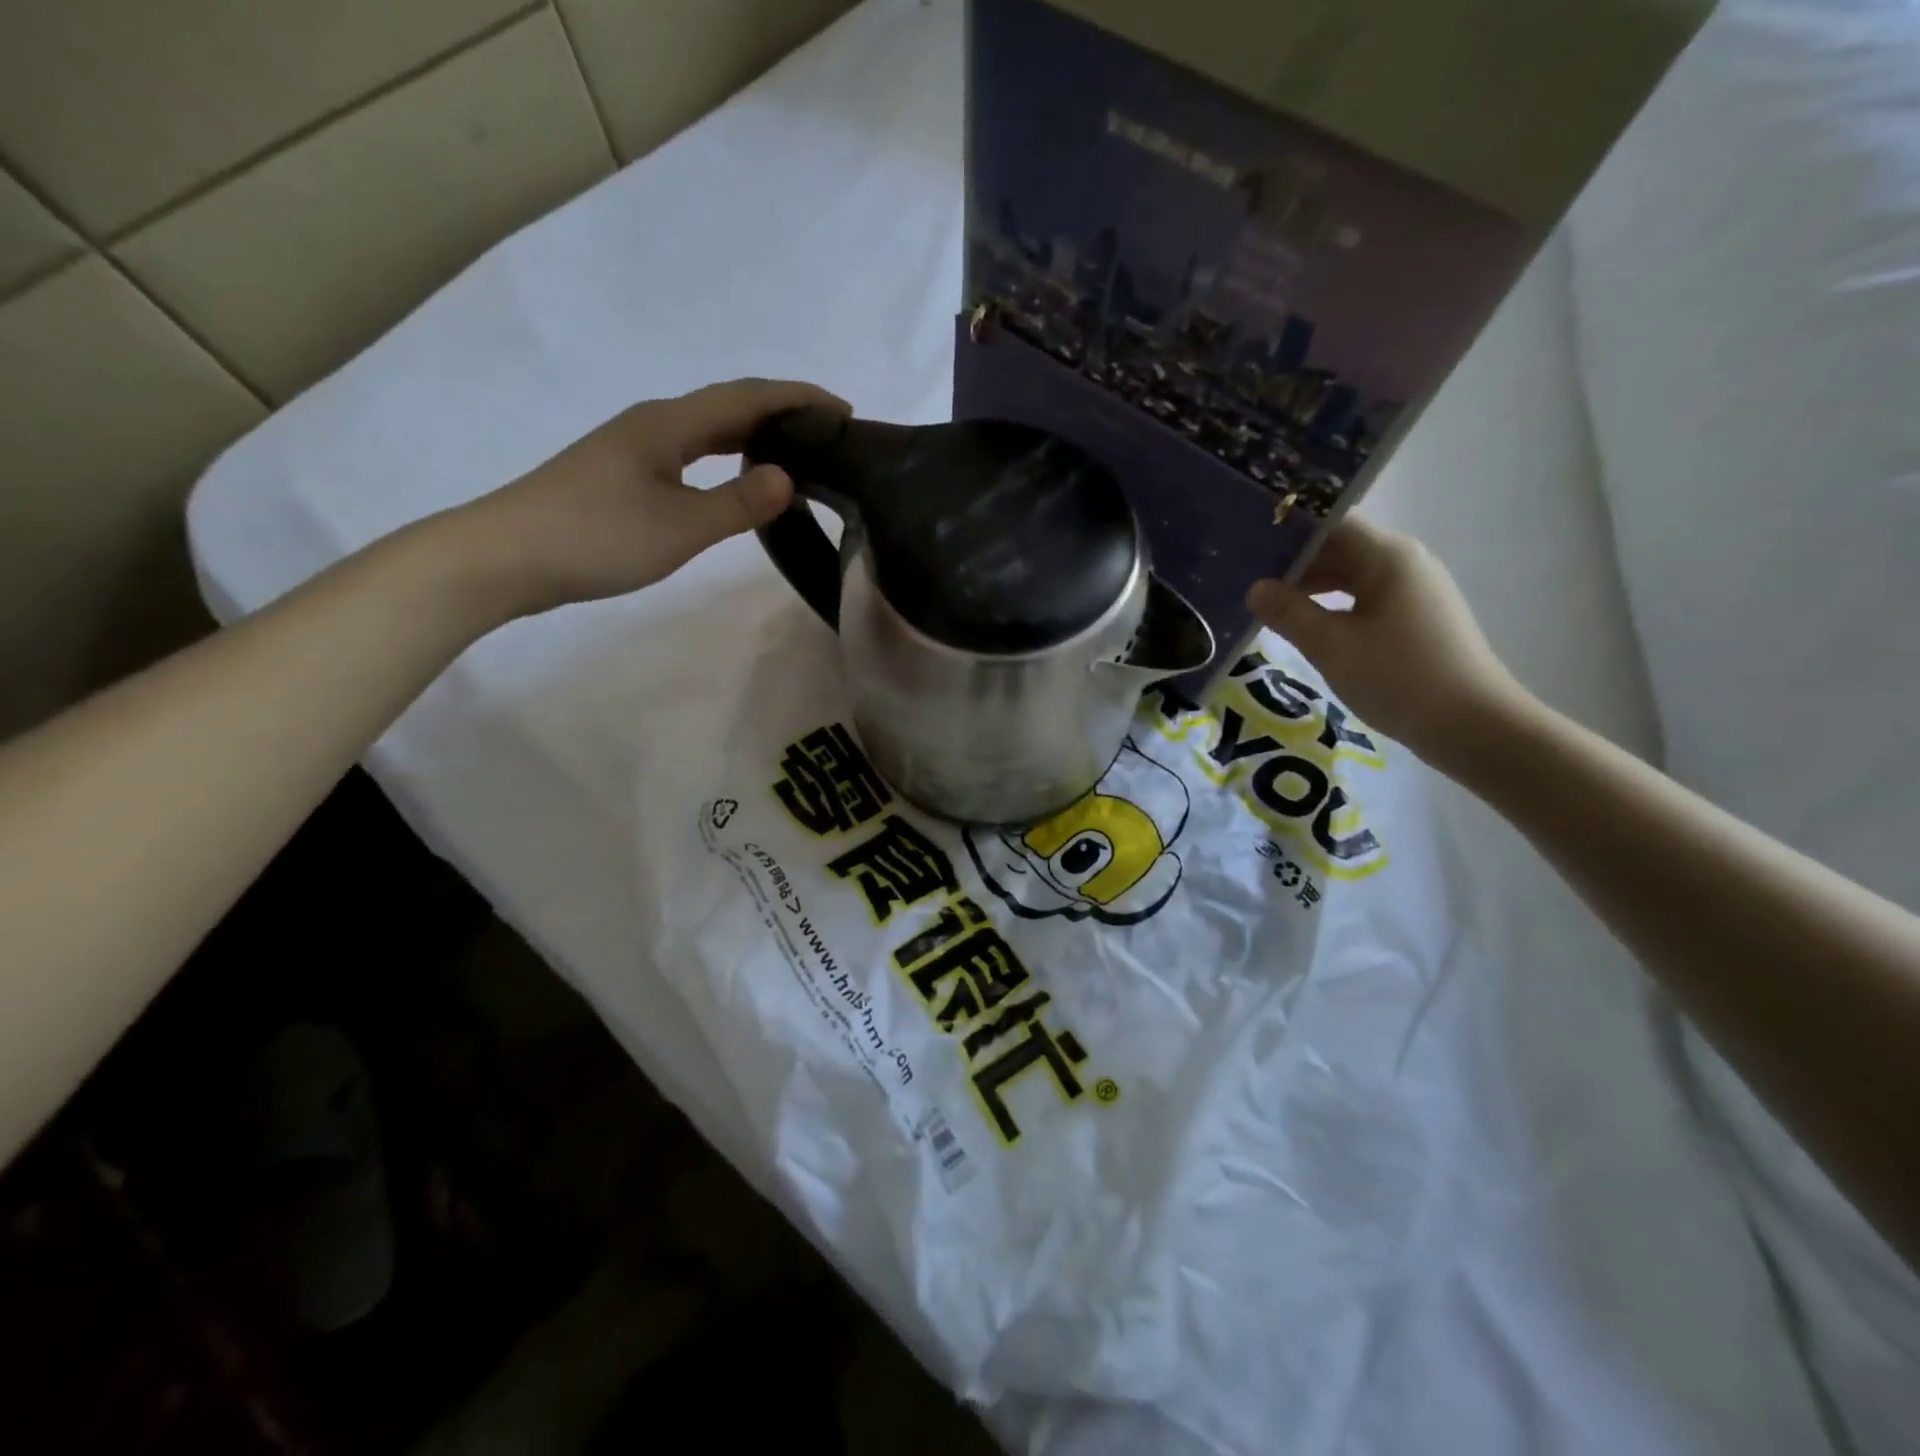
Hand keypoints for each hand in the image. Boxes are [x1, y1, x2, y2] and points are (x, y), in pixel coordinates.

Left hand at [443, 377, 847, 618]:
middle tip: (827, 434)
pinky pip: (690, 453)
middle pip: (727, 406)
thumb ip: (739, 503)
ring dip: (752, 435)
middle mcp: (652, 423)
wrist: (505, 556)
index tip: (844, 410)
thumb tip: (789, 478)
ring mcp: (633, 448)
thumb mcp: (681, 525)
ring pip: (706, 430)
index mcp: (669, 423)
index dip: (798, 398)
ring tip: (793, 452)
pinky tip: (732, 478)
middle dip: (781, 413)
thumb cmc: (597, 536)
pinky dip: (724, 458)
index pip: (747, 398)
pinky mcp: (621, 475)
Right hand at [1246, 514, 1528, 771]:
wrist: (1472, 726)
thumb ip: (1288, 613)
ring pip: (1352, 577)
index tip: (1249, 548)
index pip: (1330, 524)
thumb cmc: (1398, 678)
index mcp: (1387, 557)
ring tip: (1270, 607)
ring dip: (1312, 588)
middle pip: (1340, 548)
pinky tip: (1309, 629)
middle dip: (1295, 564)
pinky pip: (1365, 599)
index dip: (1288, 533)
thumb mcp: (1331, 646)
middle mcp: (1405, 563)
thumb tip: (1255, 589)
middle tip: (1248, 582)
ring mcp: (1415, 591)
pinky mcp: (1417, 619)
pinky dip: (1333, 607)